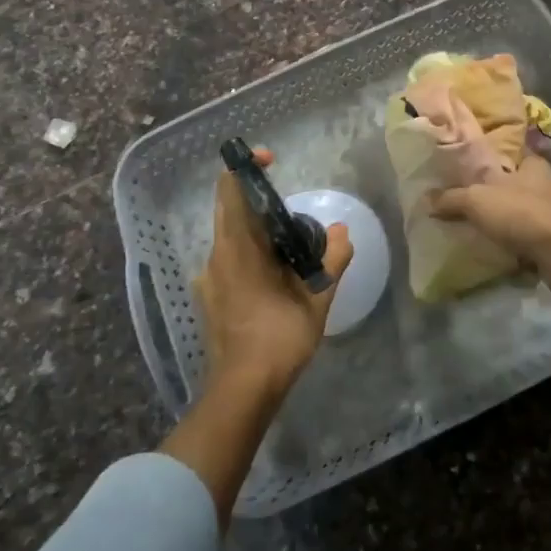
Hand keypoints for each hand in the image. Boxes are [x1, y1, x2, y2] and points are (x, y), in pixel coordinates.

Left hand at [194, 148, 351, 393]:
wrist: (243, 390)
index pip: (230, 189)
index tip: (270, 160)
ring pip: (230, 237)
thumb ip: (332, 259)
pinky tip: (275, 276)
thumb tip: (340, 232)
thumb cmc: (279, 337)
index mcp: (237, 248)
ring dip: (256, 230)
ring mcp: (209, 278)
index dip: (245, 167)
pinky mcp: (210, 298)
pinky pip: (229, 260)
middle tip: (291, 207)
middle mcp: (216, 256)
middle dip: (257, 199)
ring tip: (291, 246)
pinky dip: (250, 254)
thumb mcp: (317, 297)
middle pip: (230, 210)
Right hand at [426, 155, 550, 303]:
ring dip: (509, 219)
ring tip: (482, 227)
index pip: (510, 153)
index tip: (473, 168)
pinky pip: (532, 236)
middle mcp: (549, 183)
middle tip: (471, 200)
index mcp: (533, 163)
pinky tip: (501, 248)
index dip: (492, 159)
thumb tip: (425, 198)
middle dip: (498, 192)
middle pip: (517, 183)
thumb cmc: (523, 214)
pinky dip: (518, 241)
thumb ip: (451, 198)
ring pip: (526, 211)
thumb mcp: (478, 200)